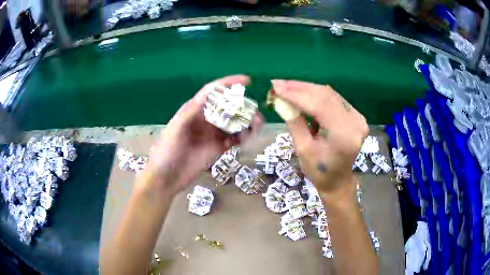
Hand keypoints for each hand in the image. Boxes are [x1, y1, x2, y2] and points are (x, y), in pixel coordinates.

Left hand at [140, 75, 262, 195]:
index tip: (248, 81)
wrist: (165, 178)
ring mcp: (211, 134)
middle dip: (244, 108)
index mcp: (194, 110)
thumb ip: (191, 111)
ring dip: (246, 124)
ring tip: (256, 128)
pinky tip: (246, 141)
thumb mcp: (175, 129)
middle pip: (228, 107)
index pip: (213, 91)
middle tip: (257, 116)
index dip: (229, 83)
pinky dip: (242, 138)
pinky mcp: (216, 148)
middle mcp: (205, 119)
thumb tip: (210, 92)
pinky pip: (233, 139)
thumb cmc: (166, 151)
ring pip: (233, 123)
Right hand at [271, 80, 367, 198]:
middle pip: (325, 95)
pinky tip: (301, 94)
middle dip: (299, 88)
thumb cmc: (319, 171)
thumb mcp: (303, 149)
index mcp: (344, 135)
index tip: (276, 87)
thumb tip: (280, 100)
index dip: (296, 94)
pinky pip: (333, 99)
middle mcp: (355, 122)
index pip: (319, 105)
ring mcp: (357, 117)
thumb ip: (294, 122)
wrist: (338, 181)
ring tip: (286, 87)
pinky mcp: (355, 116)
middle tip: (278, 84)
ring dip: (306, 89)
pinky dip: (316, 95)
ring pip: (329, 94)